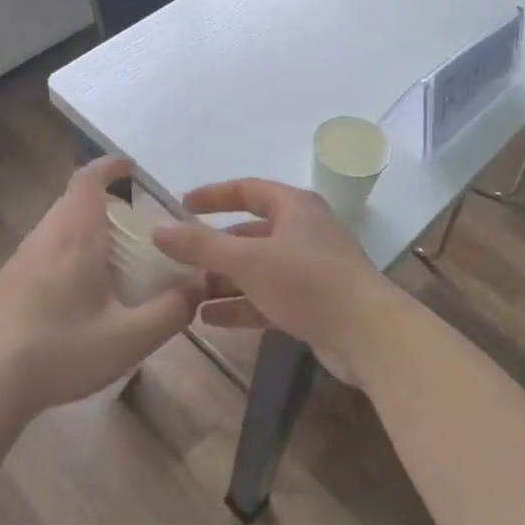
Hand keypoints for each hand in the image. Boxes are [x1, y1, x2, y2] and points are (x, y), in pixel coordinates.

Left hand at [0, 158, 203, 414]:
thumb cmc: (60, 351)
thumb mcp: (129, 339)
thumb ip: (170, 311)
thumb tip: (198, 285)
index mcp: (74, 236)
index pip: (88, 180)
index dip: (109, 166)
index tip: (130, 169)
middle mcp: (45, 236)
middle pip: (74, 201)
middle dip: (105, 205)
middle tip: (136, 231)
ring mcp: (20, 259)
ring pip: (58, 226)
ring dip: (86, 231)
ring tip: (113, 264)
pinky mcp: (7, 282)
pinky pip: (44, 250)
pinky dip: (68, 253)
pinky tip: (78, 296)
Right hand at [152, 179, 403, 385]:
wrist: (367, 334)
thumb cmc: (306, 281)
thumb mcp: (248, 260)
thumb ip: (201, 245)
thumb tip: (157, 229)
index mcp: (294, 207)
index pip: (247, 190)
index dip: (213, 196)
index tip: (181, 204)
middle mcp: (303, 232)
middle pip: (250, 233)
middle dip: (214, 248)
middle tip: (179, 260)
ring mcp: (309, 269)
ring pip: (257, 269)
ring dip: (224, 280)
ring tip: (186, 293)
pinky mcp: (312, 303)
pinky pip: (267, 297)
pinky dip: (240, 305)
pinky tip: (208, 319)